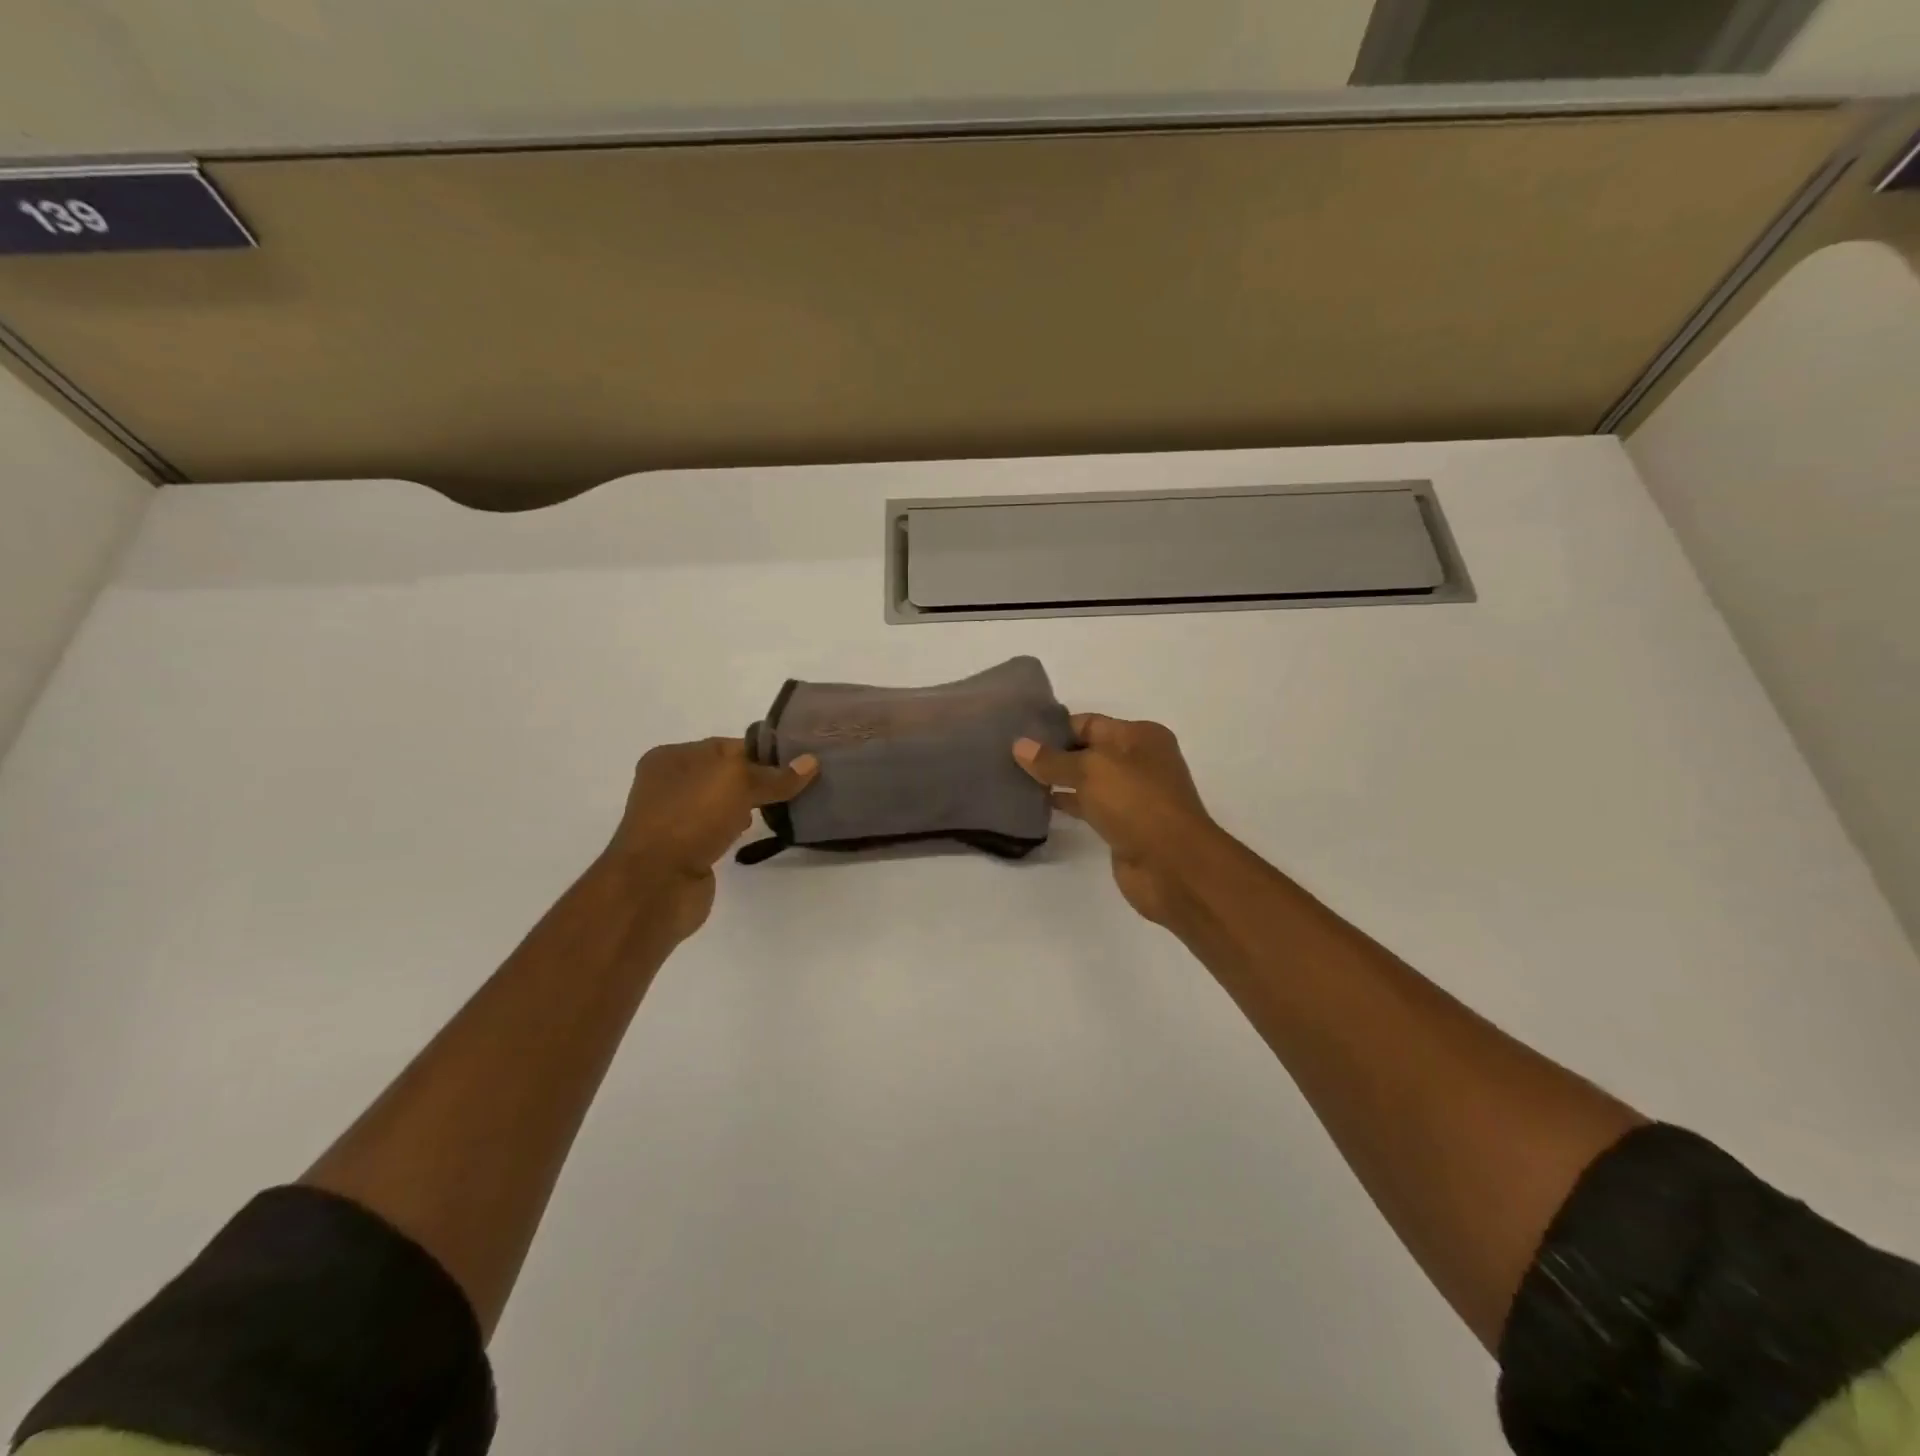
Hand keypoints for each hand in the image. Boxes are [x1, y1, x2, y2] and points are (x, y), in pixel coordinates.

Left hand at [606, 738, 817, 939]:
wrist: (654, 885)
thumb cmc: (691, 818)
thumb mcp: (738, 783)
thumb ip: (775, 775)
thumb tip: (811, 762)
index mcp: (671, 757)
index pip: (727, 746)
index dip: (763, 753)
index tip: (798, 763)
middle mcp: (669, 785)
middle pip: (726, 775)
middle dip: (760, 780)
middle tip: (799, 786)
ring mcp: (674, 819)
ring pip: (723, 803)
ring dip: (750, 806)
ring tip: (785, 809)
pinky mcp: (684, 850)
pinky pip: (719, 830)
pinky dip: (738, 830)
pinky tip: (757, 834)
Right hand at [1014, 714, 1226, 927]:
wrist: (1173, 865)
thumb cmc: (1136, 803)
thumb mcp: (1090, 770)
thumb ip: (1053, 760)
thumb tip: (1019, 745)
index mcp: (1140, 736)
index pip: (1089, 722)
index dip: (1054, 727)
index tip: (1018, 734)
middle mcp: (1139, 761)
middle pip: (1088, 750)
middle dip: (1052, 754)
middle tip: (1010, 757)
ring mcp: (1133, 795)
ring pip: (1087, 780)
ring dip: (1057, 781)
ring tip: (1017, 779)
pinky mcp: (1124, 825)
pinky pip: (1089, 807)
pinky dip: (1067, 804)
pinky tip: (1039, 805)